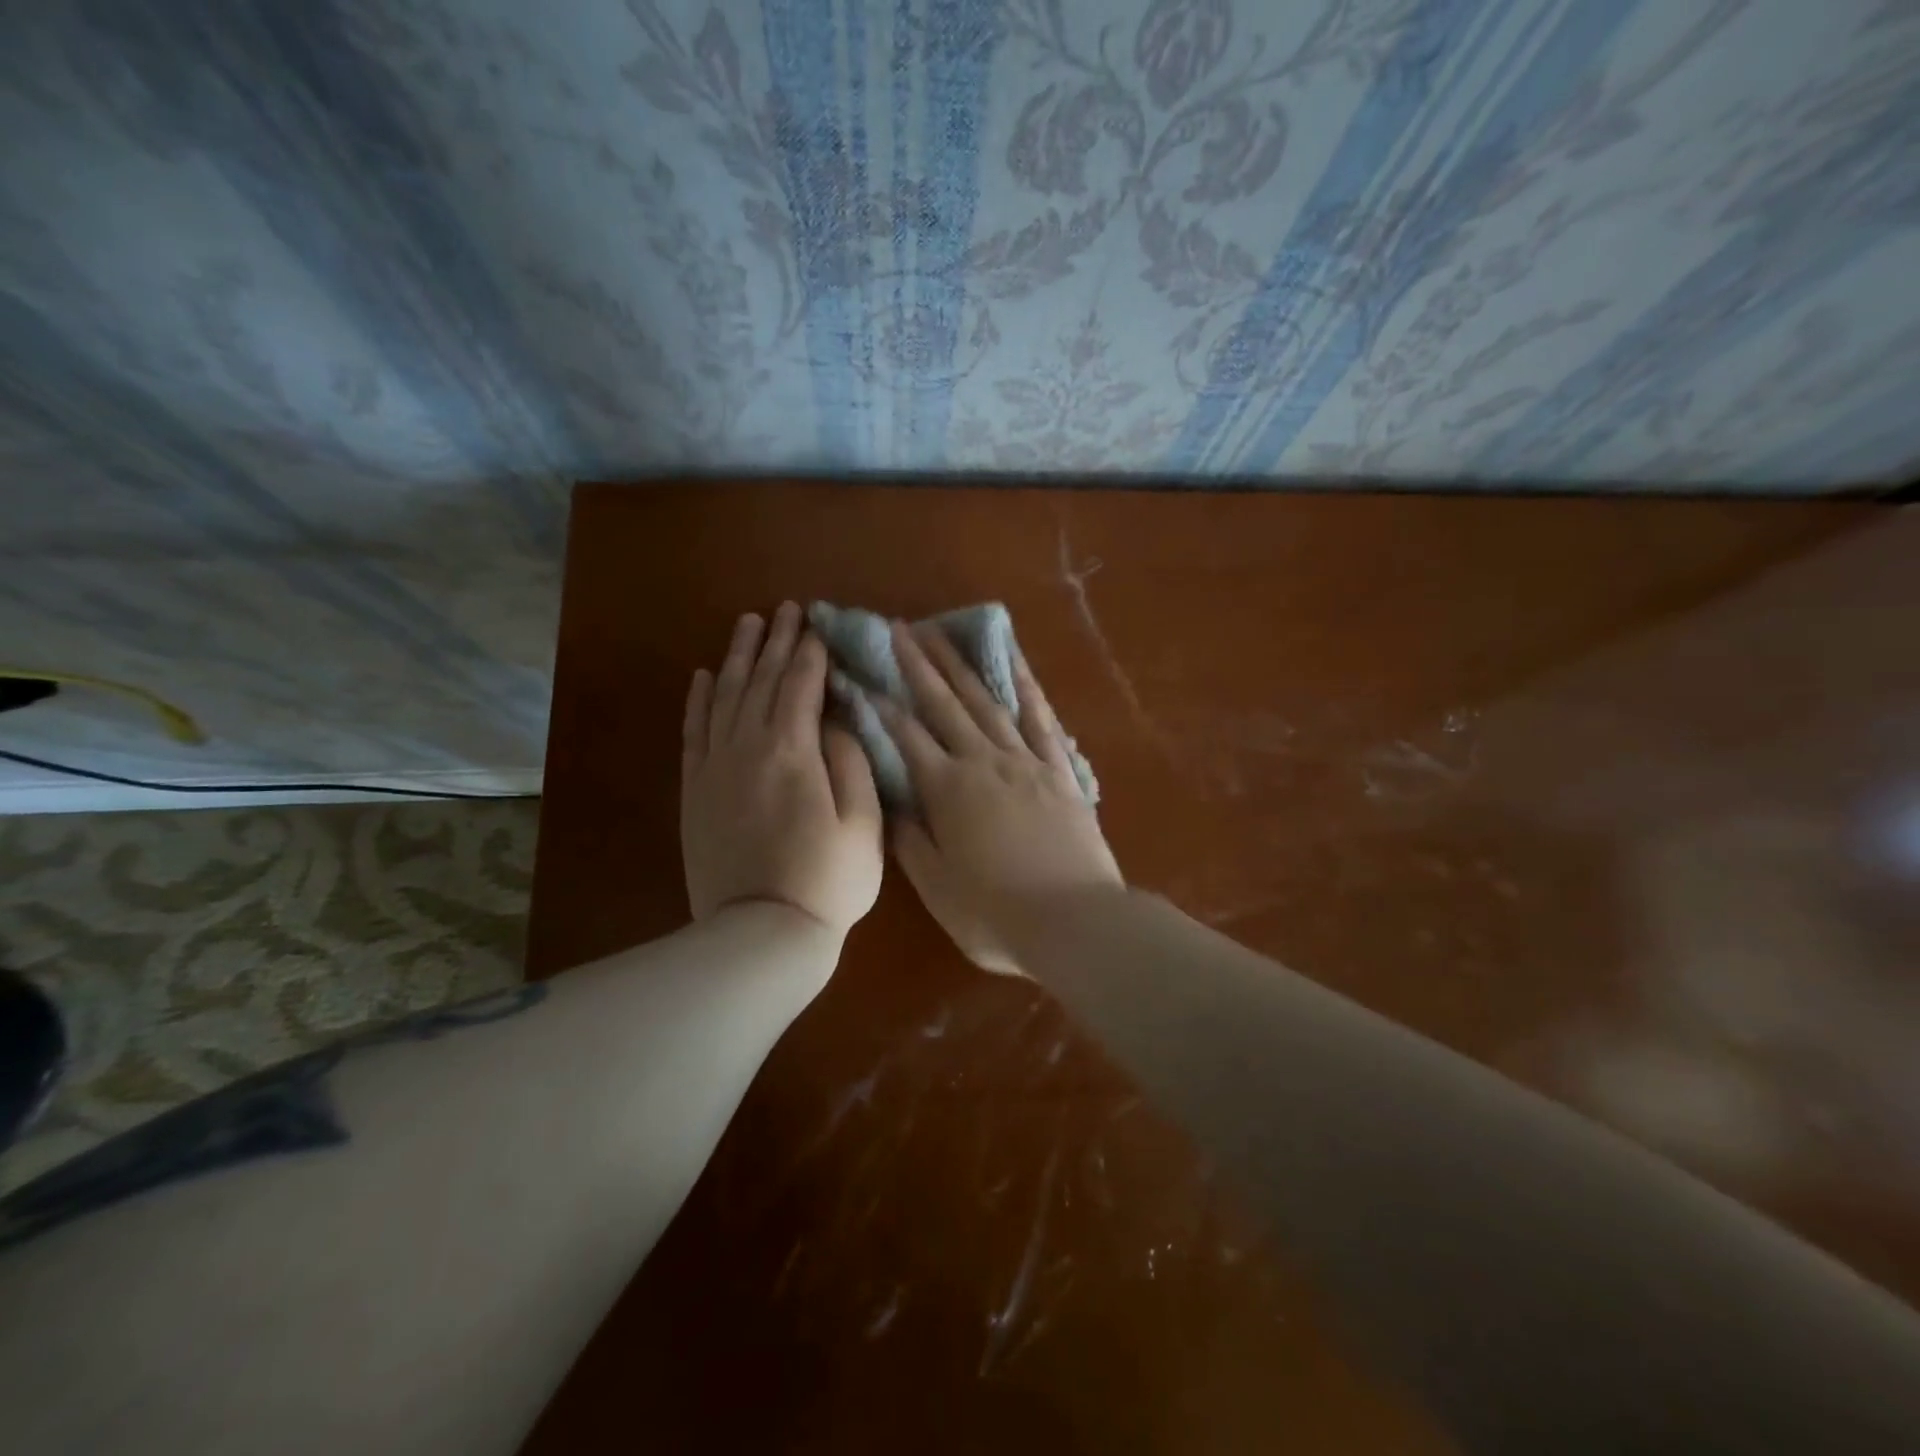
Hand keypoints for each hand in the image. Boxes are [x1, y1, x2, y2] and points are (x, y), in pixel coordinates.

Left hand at [681, 603, 883, 938]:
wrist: (761, 933)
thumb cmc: (827, 880)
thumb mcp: (864, 823)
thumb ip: (851, 761)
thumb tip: (836, 719)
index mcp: (793, 751)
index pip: (800, 685)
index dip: (809, 652)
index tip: (816, 625)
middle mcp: (747, 747)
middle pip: (760, 680)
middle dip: (775, 641)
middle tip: (784, 609)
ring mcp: (715, 767)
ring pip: (724, 696)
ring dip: (736, 657)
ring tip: (747, 624)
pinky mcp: (695, 790)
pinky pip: (694, 731)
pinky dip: (698, 700)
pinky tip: (704, 676)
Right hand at [884, 622, 1122, 974]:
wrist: (1076, 921)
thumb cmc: (996, 914)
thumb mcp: (937, 887)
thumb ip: (910, 840)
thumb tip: (891, 802)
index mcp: (948, 790)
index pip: (905, 736)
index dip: (880, 704)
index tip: (861, 673)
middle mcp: (983, 762)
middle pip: (944, 705)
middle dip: (918, 665)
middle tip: (899, 628)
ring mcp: (1026, 761)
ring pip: (987, 701)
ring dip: (961, 666)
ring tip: (942, 633)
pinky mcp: (1060, 770)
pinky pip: (1041, 719)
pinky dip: (1026, 686)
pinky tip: (1014, 661)